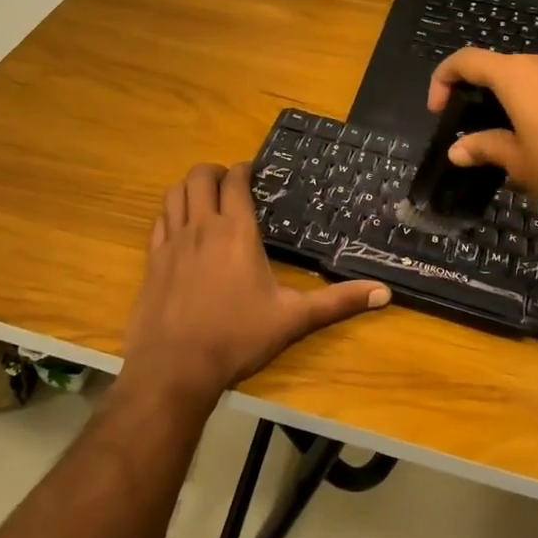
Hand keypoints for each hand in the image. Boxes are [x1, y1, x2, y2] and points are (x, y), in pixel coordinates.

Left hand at [120, 163, 389, 405]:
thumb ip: (338, 302)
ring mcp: (171, 243)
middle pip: (199, 177)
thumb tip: (385, 293)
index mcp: (236, 232)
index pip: (235, 181)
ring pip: (174, 194)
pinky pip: (158, 221)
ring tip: (205, 199)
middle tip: (230, 184)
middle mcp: (201, 227)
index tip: (253, 172)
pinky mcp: (151, 261)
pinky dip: (170, 213)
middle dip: (215, 172)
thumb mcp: (293, 319)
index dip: (243, 169)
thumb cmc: (237, 338)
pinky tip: (180, 228)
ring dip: (189, 188)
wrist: (174, 368)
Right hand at [428, 49, 537, 206]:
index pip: (466, 60)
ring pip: (530, 78)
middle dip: (480, 93)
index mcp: (515, 74)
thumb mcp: (518, 160)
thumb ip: (485, 148)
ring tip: (512, 137)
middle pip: (499, 68)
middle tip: (475, 128)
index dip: (443, 79)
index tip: (438, 110)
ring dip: (512, 100)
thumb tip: (457, 150)